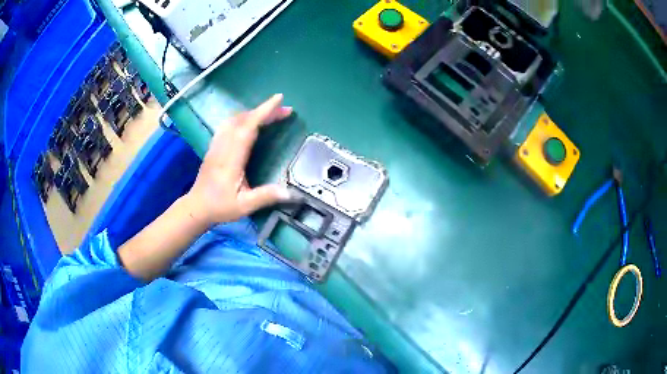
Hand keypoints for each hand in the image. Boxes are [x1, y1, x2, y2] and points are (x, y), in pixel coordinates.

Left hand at [185, 94, 292, 226]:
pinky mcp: (214, 146)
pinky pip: (229, 124)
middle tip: (286, 110)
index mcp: (231, 159)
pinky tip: (250, 122)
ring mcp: (217, 144)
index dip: (264, 112)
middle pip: (243, 119)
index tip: (279, 99)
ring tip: (271, 114)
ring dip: (254, 112)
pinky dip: (243, 117)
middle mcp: (223, 146)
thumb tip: (290, 192)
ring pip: (235, 119)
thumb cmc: (220, 207)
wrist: (197, 207)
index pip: (248, 128)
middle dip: (265, 110)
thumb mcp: (244, 207)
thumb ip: (265, 197)